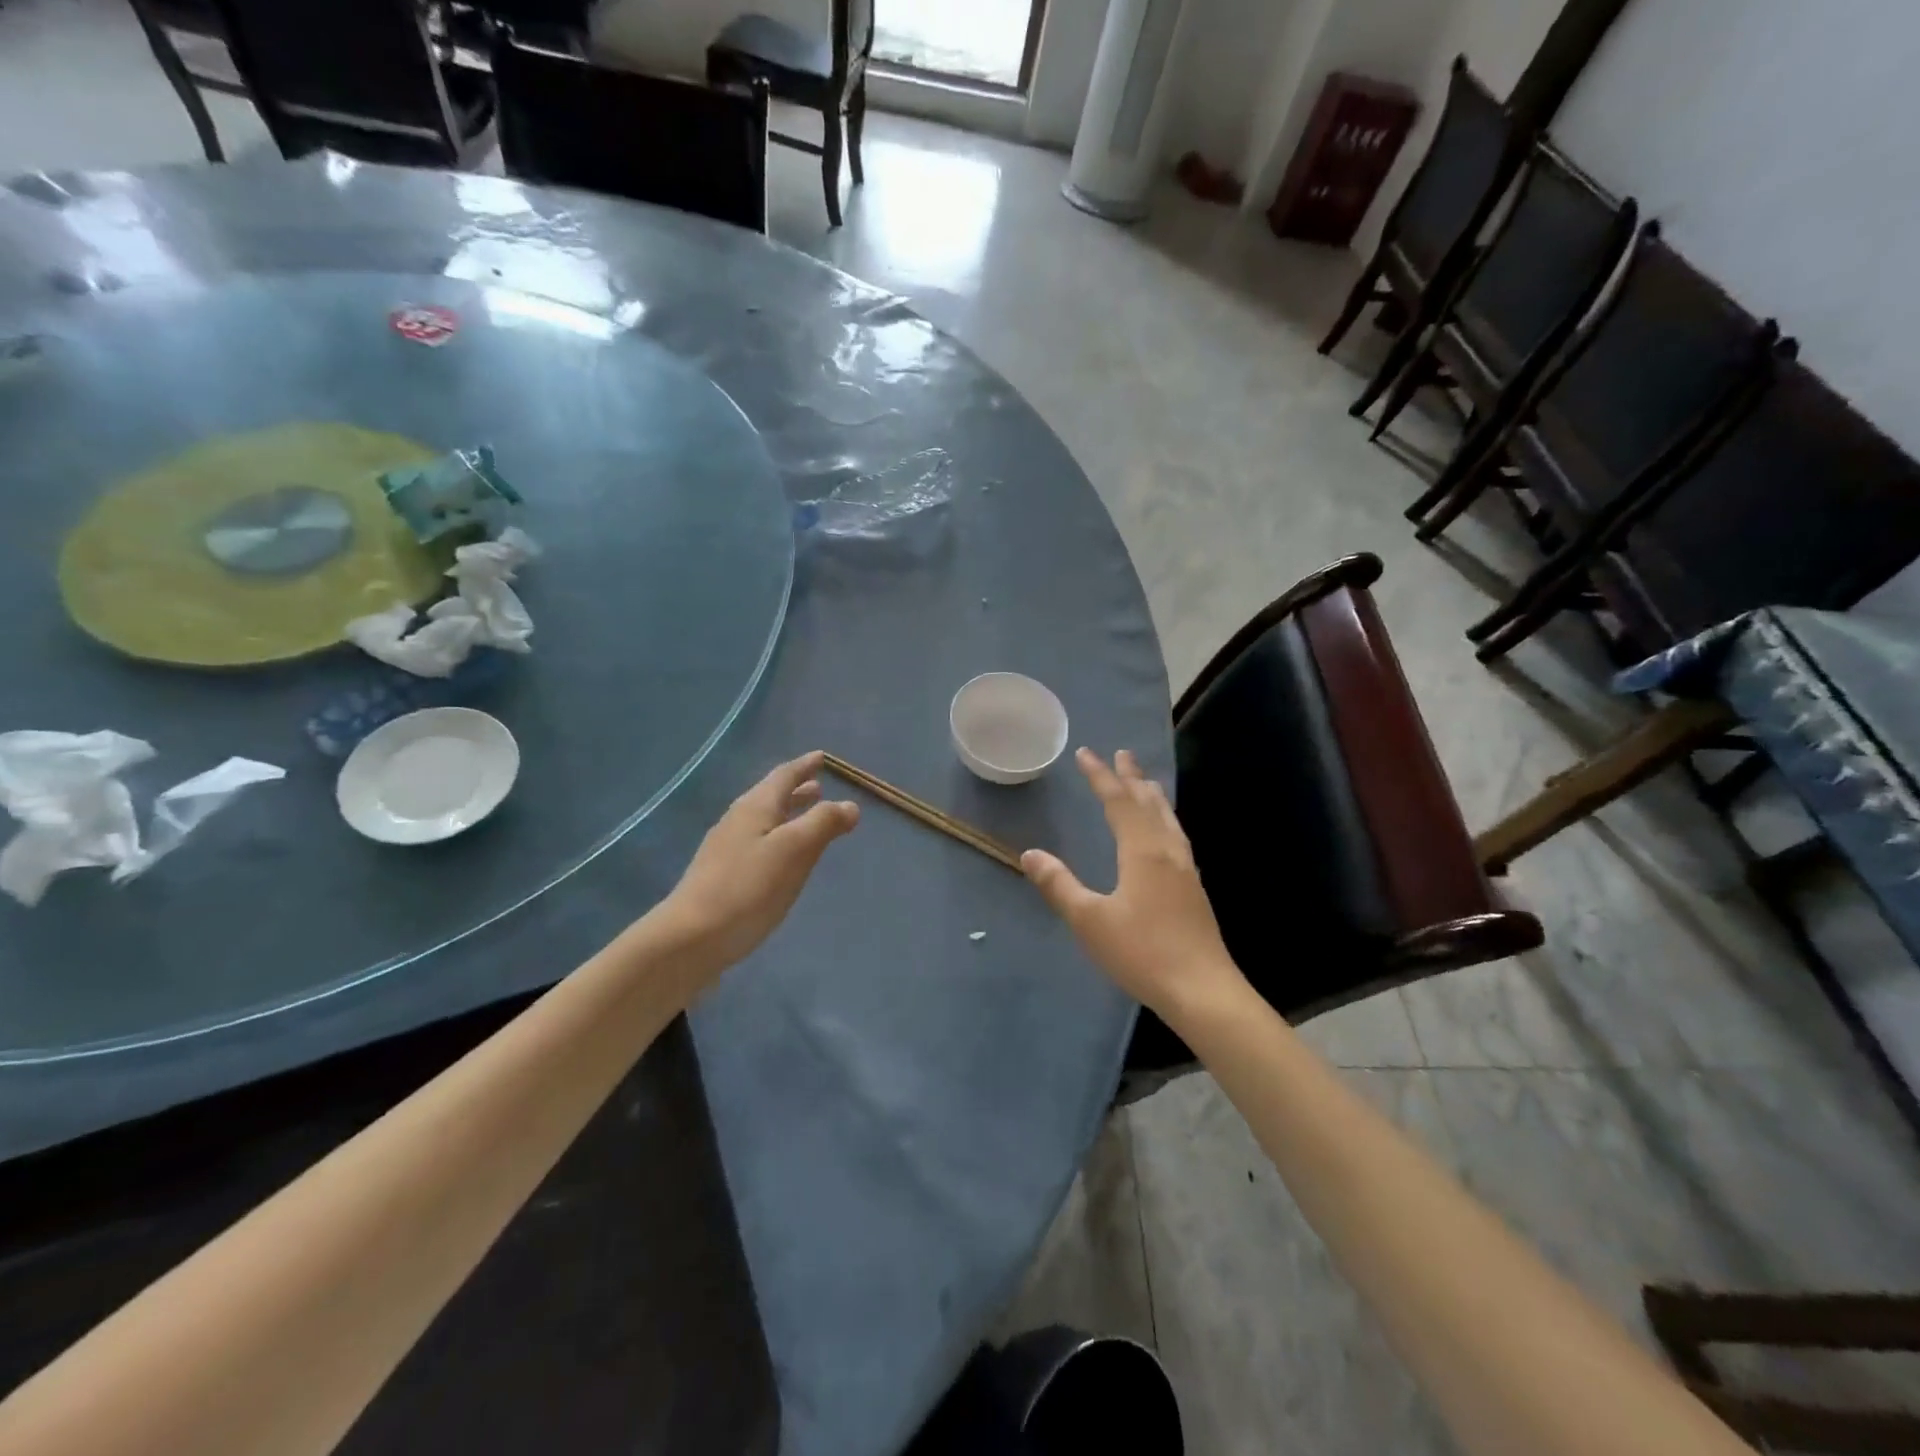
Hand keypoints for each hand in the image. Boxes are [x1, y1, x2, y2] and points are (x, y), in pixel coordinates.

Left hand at [655, 751, 858, 976]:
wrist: (691, 938)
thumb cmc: (748, 888)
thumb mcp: (794, 850)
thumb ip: (823, 823)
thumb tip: (849, 805)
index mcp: (755, 807)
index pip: (784, 776)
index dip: (804, 766)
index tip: (822, 757)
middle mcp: (738, 820)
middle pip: (771, 796)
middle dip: (797, 790)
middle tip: (819, 786)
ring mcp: (726, 849)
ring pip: (764, 820)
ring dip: (788, 814)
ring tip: (807, 815)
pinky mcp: (723, 875)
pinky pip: (758, 843)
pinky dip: (778, 837)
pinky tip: (784, 857)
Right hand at [1022, 748, 1244, 1021]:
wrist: (1203, 991)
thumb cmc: (1142, 953)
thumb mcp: (1090, 920)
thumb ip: (1059, 885)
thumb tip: (1031, 854)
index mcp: (1142, 851)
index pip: (1118, 802)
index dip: (1100, 777)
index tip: (1085, 753)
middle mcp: (1167, 851)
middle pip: (1148, 803)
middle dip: (1131, 778)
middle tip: (1122, 753)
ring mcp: (1185, 869)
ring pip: (1168, 819)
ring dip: (1152, 796)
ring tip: (1144, 782)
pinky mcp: (1194, 888)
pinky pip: (1176, 836)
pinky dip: (1164, 819)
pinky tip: (1165, 834)